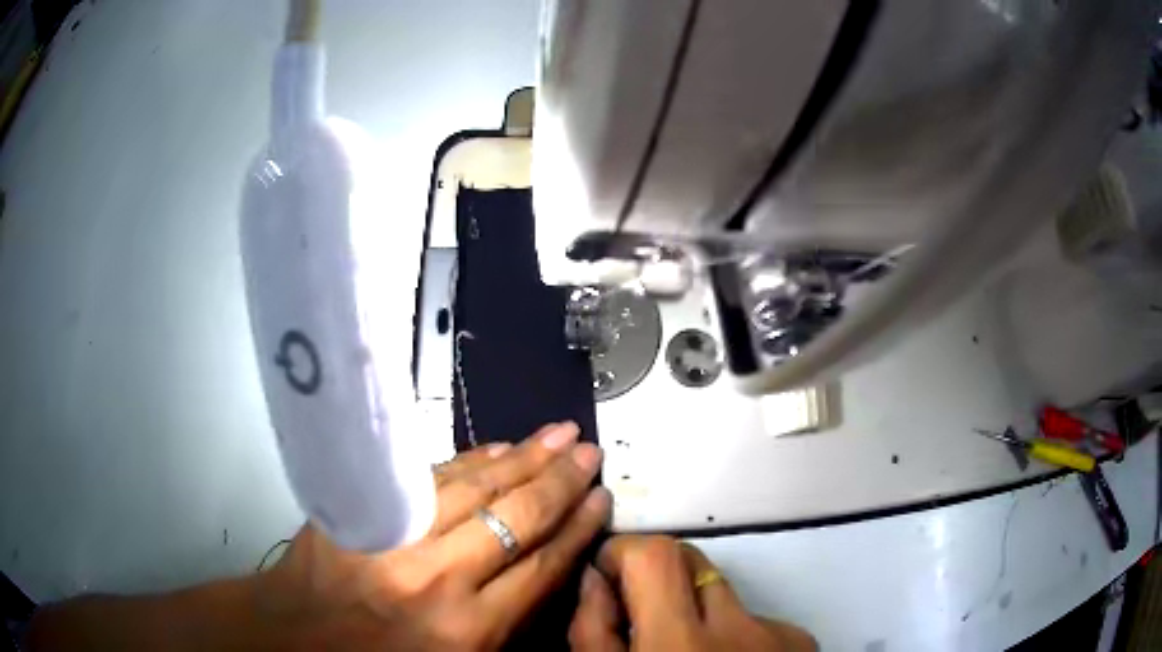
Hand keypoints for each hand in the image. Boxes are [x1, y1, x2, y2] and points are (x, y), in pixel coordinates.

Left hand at [260, 422, 609, 650]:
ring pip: (474, 487)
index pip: (542, 566)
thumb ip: (509, 620)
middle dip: (561, 482)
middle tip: (591, 452)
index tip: (602, 499)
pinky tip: (498, 449)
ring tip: (559, 435)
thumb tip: (551, 561)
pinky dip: (469, 461)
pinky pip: (428, 478)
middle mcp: (438, 580)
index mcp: (468, 631)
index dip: (578, 529)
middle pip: (516, 518)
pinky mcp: (363, 512)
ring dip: (522, 458)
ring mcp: (396, 538)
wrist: (300, 635)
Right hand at [569, 536, 815, 651]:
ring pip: (722, 593)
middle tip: (640, 613)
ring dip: (695, 612)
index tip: (605, 576)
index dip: (623, 553)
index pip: (657, 556)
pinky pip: (753, 619)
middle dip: (656, 577)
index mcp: (680, 645)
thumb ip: (592, 631)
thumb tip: (594, 577)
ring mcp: (778, 634)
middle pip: (692, 561)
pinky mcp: (801, 642)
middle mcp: (739, 630)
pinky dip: (730, 634)